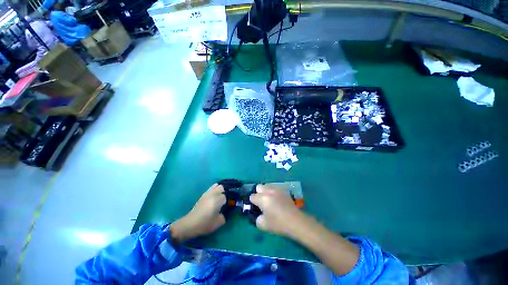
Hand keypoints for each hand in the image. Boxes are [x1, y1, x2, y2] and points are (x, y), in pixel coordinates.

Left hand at [170, 184, 225, 242]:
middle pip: (222, 187)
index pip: (226, 196)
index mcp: (218, 200)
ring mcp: (207, 193)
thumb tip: (226, 211)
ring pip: (216, 186)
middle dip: (224, 192)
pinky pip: (211, 189)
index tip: (228, 205)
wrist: (190, 224)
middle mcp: (213, 194)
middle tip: (224, 200)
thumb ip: (225, 215)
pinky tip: (213, 198)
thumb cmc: (205, 224)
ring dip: (219, 190)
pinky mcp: (202, 195)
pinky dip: (214, 191)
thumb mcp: (219, 222)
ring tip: (219, 197)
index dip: (228, 201)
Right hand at [250, 184, 303, 236]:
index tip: (256, 208)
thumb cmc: (278, 224)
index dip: (253, 202)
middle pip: (259, 187)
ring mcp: (277, 189)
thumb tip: (259, 213)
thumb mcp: (263, 225)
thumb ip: (257, 218)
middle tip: (262, 202)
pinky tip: (277, 199)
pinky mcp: (284, 190)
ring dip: (266, 191)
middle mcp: (269, 191)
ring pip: (267, 185)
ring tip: (270, 199)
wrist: (295, 221)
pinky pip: (275, 187)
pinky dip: (273, 191)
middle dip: (258, 193)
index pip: (252, 196)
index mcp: (262, 198)